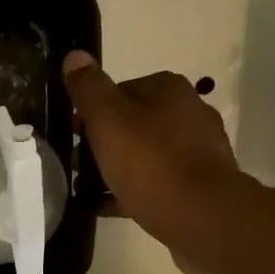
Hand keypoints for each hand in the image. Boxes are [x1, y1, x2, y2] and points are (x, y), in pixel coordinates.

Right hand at [62, 51, 249, 273]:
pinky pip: (154, 183)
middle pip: (132, 123)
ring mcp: (196, 152)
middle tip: (75, 165)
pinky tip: (105, 206)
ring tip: (85, 189)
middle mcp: (189, 113)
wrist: (202, 218)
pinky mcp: (197, 186)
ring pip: (143, 154)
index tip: (72, 136)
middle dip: (101, 142)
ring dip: (114, 168)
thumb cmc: (151, 163)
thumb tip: (74, 56)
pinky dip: (129, 191)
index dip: (91, 112)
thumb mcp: (108, 121)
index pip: (120, 90)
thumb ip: (89, 89)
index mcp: (169, 90)